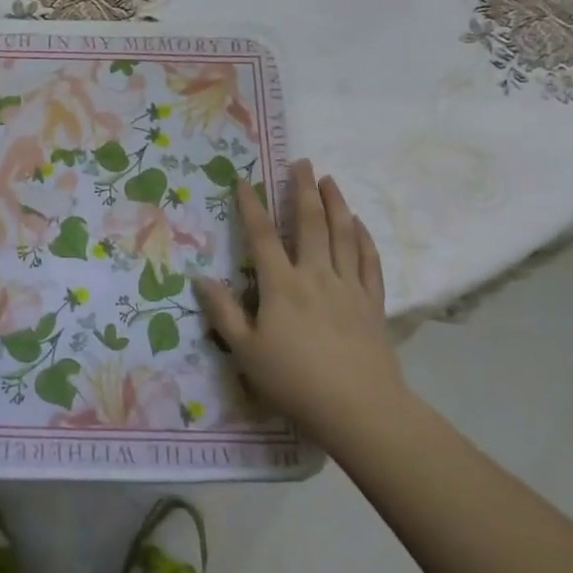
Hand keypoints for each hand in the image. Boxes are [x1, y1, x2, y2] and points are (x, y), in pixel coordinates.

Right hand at [194, 160, 410, 447]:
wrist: (360, 410)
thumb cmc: (295, 382)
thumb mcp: (246, 352)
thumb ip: (223, 312)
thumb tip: (199, 278)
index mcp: (282, 286)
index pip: (262, 236)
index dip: (251, 206)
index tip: (244, 180)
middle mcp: (316, 275)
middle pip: (310, 223)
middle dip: (303, 189)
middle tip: (301, 162)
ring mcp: (348, 287)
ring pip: (343, 234)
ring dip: (336, 203)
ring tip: (330, 180)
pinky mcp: (373, 303)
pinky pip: (370, 261)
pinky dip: (363, 238)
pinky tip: (358, 224)